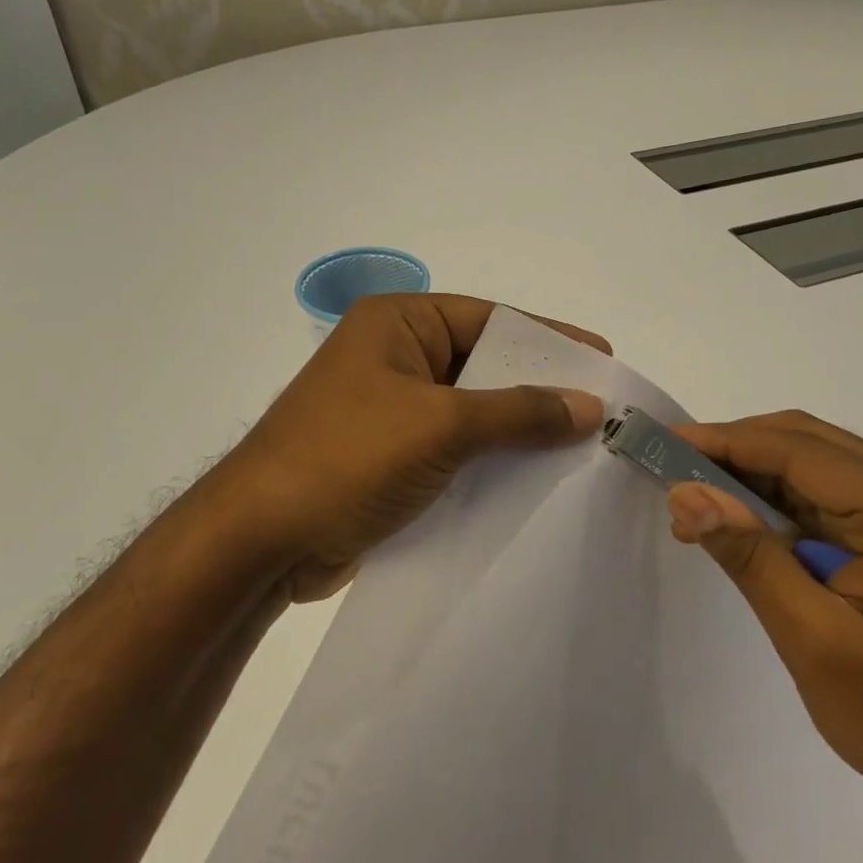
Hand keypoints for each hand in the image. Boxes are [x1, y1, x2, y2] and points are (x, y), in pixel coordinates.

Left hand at [217, 294, 606, 601]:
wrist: (259, 543)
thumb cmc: (347, 458)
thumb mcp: (441, 425)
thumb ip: (519, 412)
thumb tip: (590, 405)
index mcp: (398, 324)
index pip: (491, 320)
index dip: (548, 339)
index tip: (603, 359)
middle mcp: (395, 358)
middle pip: (484, 366)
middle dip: (539, 389)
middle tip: (601, 409)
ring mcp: (391, 410)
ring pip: (473, 412)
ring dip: (519, 430)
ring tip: (582, 448)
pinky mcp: (391, 458)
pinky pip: (456, 449)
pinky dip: (492, 461)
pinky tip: (536, 479)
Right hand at [666, 412, 862, 823]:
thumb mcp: (814, 639)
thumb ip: (751, 558)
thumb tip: (686, 494)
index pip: (800, 452)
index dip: (727, 441)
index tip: (666, 440)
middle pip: (808, 442)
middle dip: (735, 448)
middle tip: (671, 465)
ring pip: (812, 462)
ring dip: (750, 471)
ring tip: (692, 494)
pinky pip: (823, 494)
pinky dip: (773, 499)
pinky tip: (735, 518)